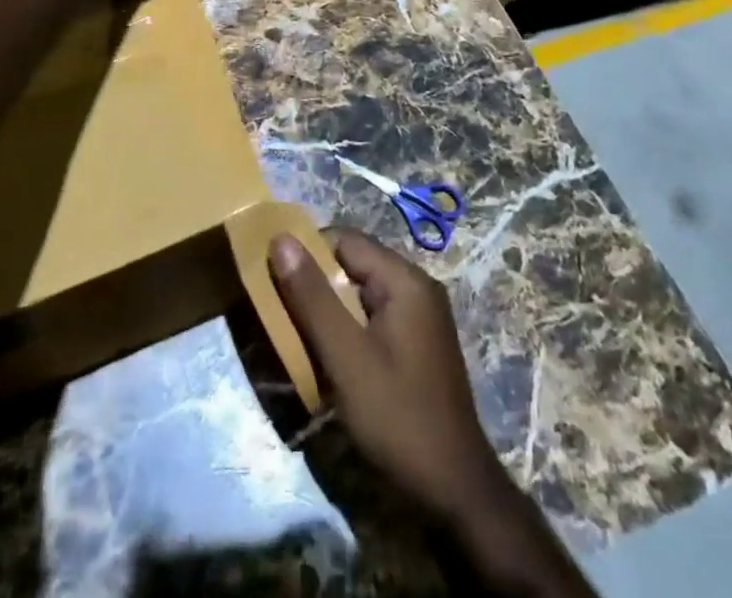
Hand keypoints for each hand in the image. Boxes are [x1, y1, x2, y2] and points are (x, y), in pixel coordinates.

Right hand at [271, 228, 588, 596]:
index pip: (344, 239)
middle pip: (353, 264)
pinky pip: (372, 317)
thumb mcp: (346, 356)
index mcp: (405, 280)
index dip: (307, 253)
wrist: (455, 495)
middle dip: (316, 284)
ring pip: (360, 293)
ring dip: (329, 309)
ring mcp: (420, 317)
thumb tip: (281, 237)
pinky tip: (331, 359)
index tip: (276, 281)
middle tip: (283, 313)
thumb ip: (312, 296)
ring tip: (300, 337)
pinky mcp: (417, 345)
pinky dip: (347, 329)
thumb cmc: (397, 417)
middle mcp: (416, 288)